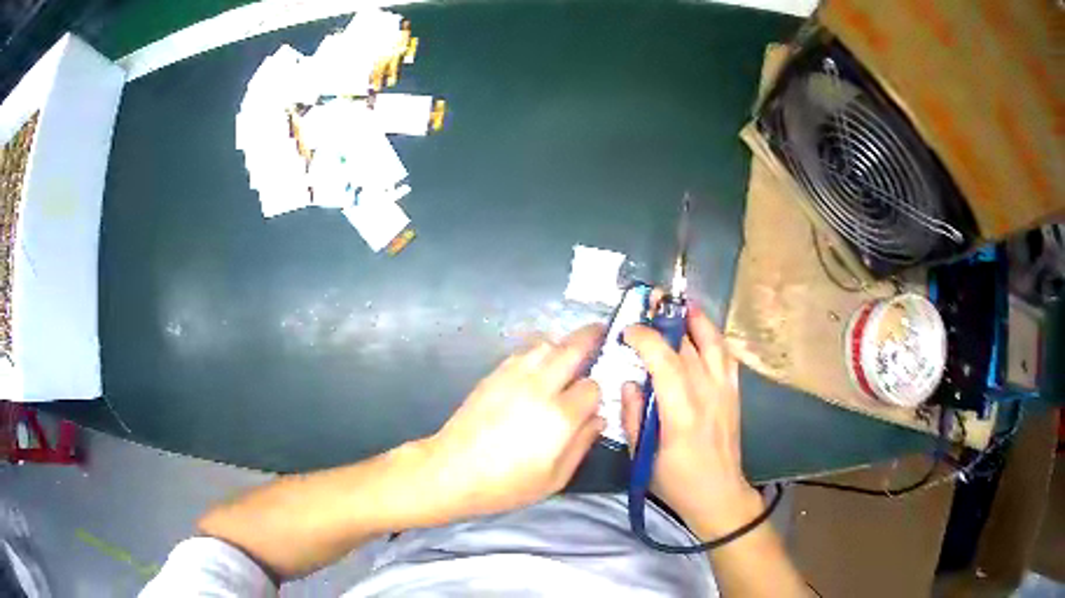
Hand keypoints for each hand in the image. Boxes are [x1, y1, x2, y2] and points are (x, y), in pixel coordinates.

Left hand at [423, 324, 605, 519]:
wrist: (452, 471)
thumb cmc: (506, 484)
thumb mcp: (555, 478)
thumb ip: (582, 444)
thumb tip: (599, 419)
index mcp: (559, 416)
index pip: (592, 387)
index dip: (598, 392)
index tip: (596, 401)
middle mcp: (540, 387)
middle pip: (573, 348)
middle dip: (592, 338)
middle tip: (603, 333)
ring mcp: (514, 376)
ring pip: (547, 343)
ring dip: (563, 344)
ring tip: (569, 355)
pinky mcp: (494, 374)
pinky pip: (524, 352)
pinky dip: (539, 352)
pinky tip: (540, 368)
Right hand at [621, 305, 761, 538]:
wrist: (719, 494)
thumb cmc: (676, 481)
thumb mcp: (642, 456)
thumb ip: (633, 417)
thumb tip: (629, 383)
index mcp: (681, 415)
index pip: (665, 363)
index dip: (646, 339)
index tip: (628, 332)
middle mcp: (707, 396)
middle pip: (688, 347)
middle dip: (666, 323)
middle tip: (647, 308)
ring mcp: (725, 393)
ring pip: (714, 345)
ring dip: (697, 321)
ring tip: (680, 306)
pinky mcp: (734, 394)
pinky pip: (727, 357)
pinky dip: (715, 339)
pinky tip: (704, 332)